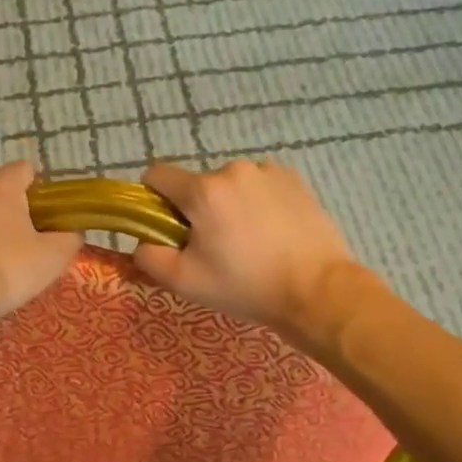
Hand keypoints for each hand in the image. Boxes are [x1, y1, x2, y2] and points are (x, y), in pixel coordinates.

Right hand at [133, 159, 379, 349]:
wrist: (318, 292)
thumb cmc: (246, 286)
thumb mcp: (185, 282)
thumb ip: (148, 257)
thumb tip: (142, 243)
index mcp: (202, 190)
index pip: (156, 175)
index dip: (152, 200)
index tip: (166, 229)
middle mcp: (233, 169)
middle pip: (196, 185)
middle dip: (196, 210)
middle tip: (214, 248)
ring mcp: (267, 171)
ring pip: (229, 185)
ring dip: (228, 205)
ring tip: (248, 242)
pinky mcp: (294, 180)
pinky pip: (259, 185)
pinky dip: (256, 202)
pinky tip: (271, 232)